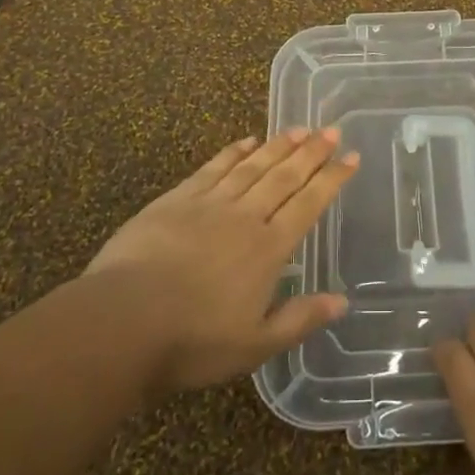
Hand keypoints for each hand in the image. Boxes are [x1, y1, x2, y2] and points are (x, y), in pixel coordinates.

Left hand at [82, 129, 358, 397]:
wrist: (123, 321)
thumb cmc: (192, 342)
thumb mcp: (254, 345)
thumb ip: (299, 319)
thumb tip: (342, 302)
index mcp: (269, 249)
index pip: (309, 204)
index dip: (332, 179)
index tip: (351, 157)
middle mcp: (246, 216)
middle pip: (285, 176)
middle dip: (311, 152)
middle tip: (331, 130)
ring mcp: (210, 203)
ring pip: (253, 166)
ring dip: (278, 146)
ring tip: (299, 129)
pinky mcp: (177, 199)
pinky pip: (214, 167)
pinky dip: (234, 152)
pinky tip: (247, 140)